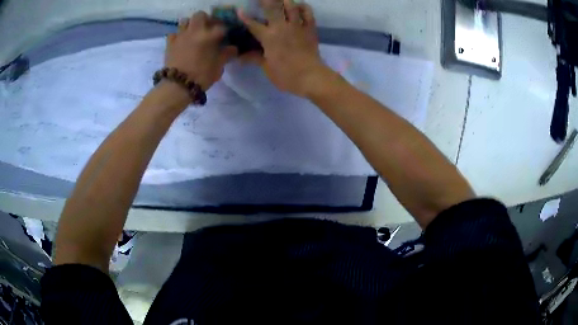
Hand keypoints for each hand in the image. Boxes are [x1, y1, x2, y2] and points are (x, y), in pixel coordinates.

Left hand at [165, 12, 237, 90]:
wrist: (178, 85)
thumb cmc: (201, 75)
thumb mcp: (219, 66)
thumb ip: (227, 54)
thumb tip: (233, 48)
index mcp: (209, 35)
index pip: (221, 26)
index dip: (224, 30)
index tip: (225, 36)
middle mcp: (195, 30)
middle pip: (200, 15)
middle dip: (206, 20)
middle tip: (209, 29)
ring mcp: (181, 35)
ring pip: (185, 21)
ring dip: (190, 25)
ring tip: (193, 34)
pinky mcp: (170, 44)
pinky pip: (173, 34)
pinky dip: (178, 36)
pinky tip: (181, 42)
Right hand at [238, 0, 325, 96]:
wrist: (310, 77)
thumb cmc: (286, 75)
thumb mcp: (267, 68)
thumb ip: (255, 58)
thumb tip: (240, 58)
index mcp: (268, 37)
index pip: (253, 24)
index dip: (244, 17)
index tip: (239, 10)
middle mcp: (281, 27)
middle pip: (272, 8)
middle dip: (265, 0)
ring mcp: (297, 26)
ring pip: (291, 6)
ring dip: (285, 1)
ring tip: (281, 0)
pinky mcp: (310, 28)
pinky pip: (308, 13)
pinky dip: (304, 7)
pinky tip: (299, 6)